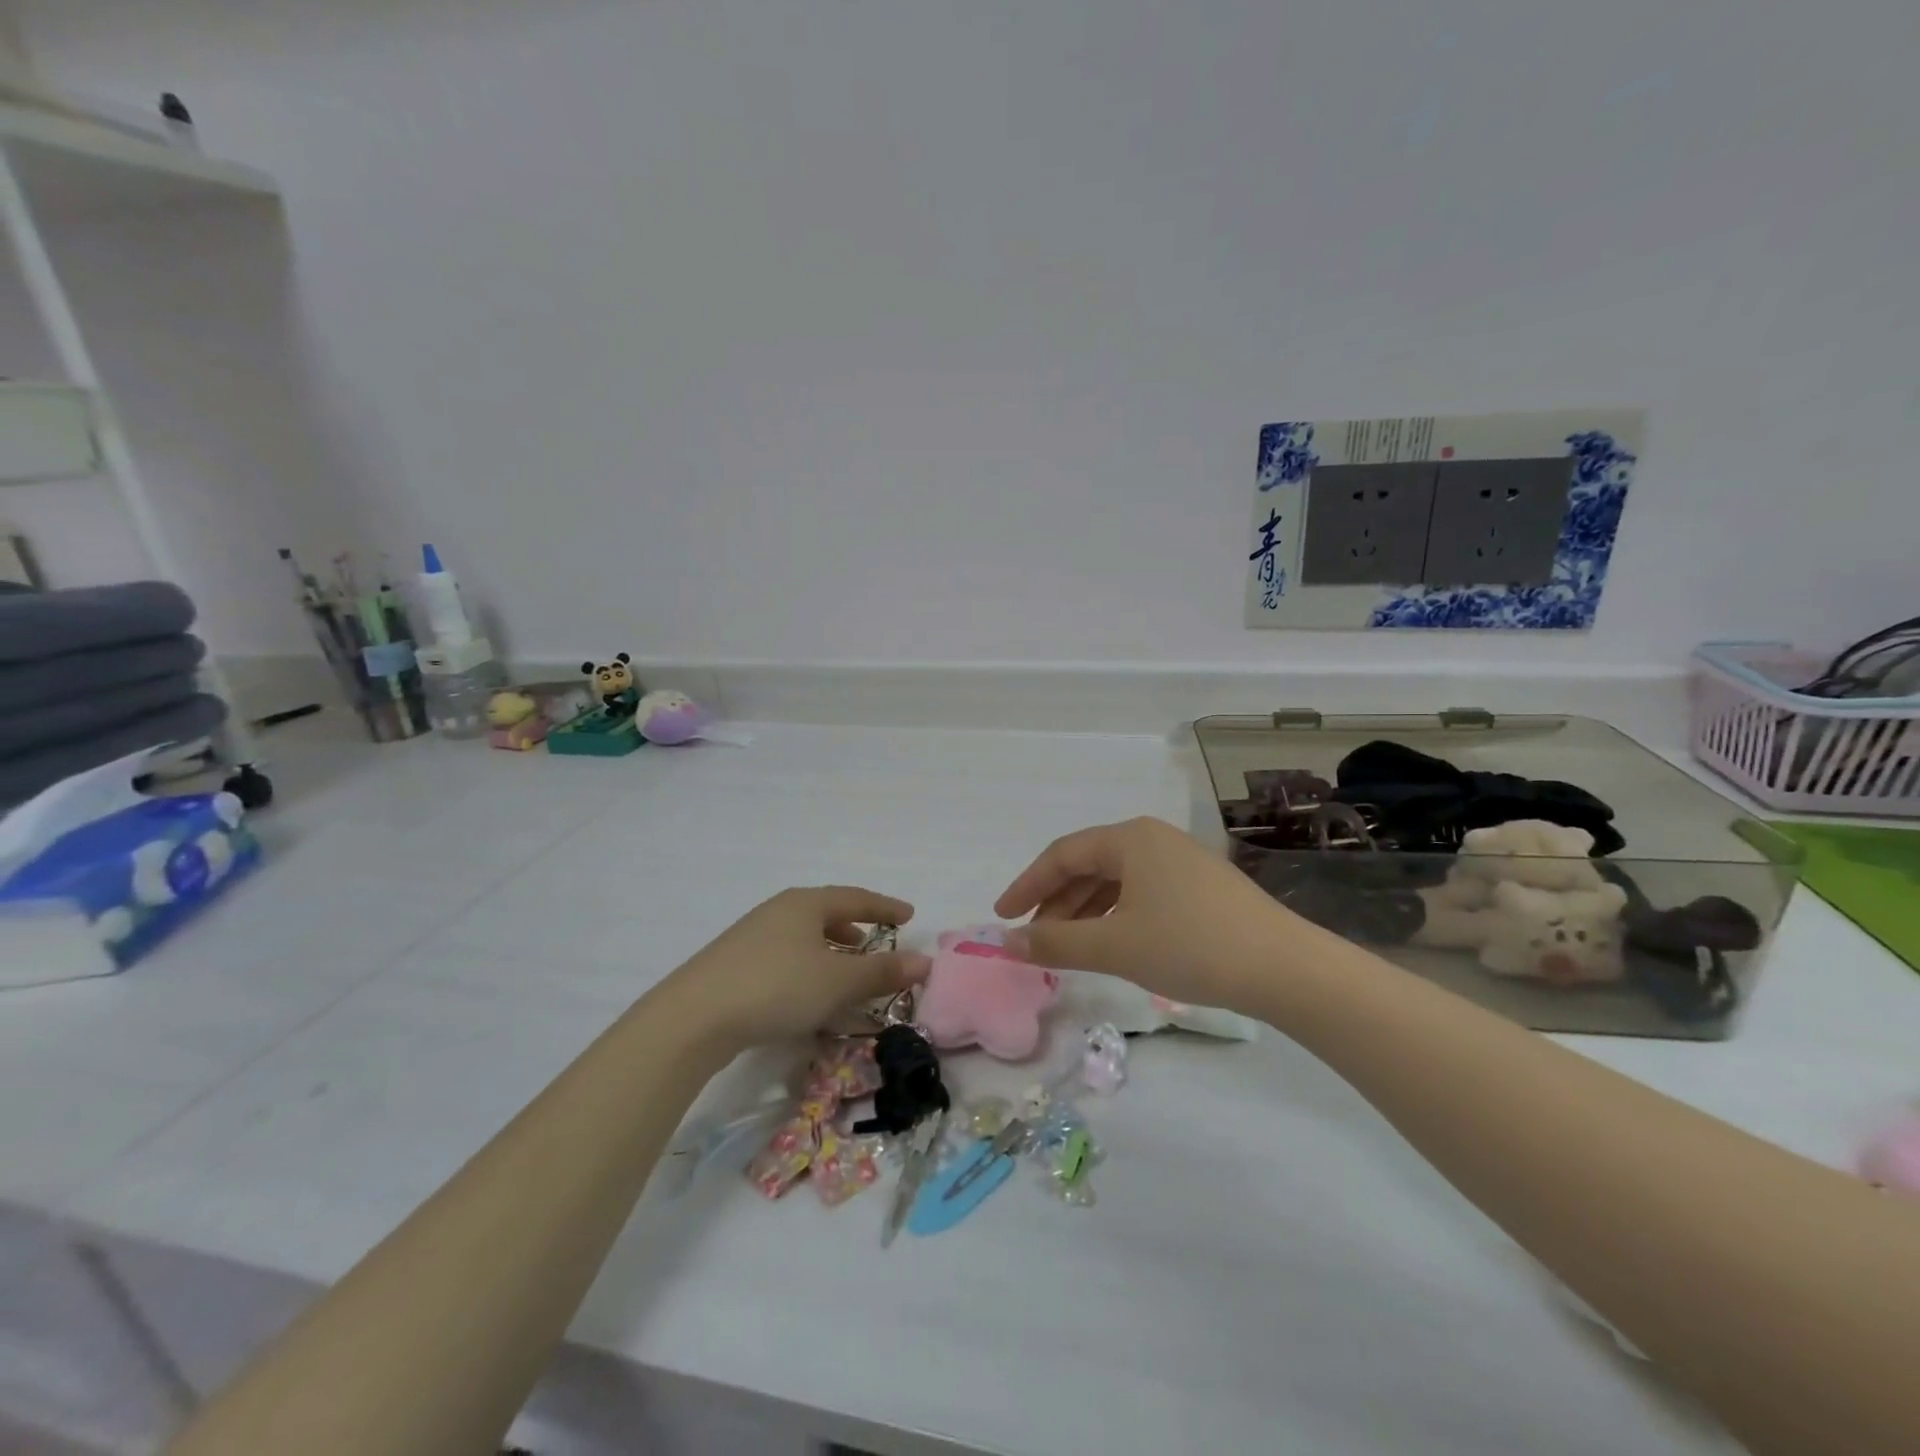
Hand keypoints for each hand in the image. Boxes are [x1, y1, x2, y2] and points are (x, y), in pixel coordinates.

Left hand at [654, 887, 931, 1051]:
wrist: (693, 1018)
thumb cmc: (777, 987)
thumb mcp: (838, 982)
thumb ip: (882, 972)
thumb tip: (925, 962)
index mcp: (806, 904)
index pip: (856, 898)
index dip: (885, 907)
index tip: (909, 915)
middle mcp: (778, 911)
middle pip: (826, 912)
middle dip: (854, 926)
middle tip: (876, 942)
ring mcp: (751, 936)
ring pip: (803, 935)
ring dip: (830, 949)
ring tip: (844, 969)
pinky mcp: (733, 963)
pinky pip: (784, 955)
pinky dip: (807, 965)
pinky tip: (806, 992)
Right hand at [994, 816, 1303, 1012]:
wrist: (1284, 967)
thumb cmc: (1190, 945)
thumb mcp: (1114, 945)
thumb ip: (1055, 942)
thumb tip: (1007, 942)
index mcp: (1129, 838)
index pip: (1062, 855)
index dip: (1027, 885)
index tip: (1002, 916)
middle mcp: (1152, 839)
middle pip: (1088, 865)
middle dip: (1056, 902)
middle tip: (1033, 937)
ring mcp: (1180, 861)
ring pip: (1115, 882)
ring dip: (1084, 911)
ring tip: (1066, 947)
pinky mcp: (1200, 886)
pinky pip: (1141, 893)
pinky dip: (1115, 916)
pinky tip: (1111, 943)